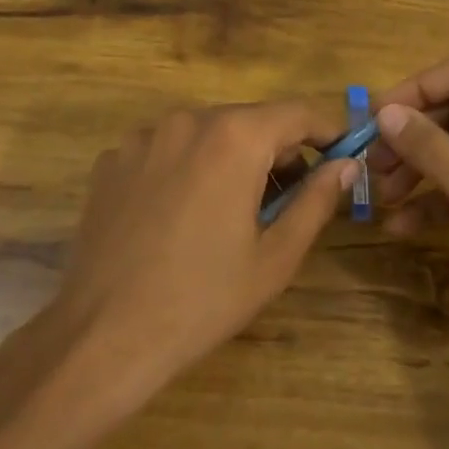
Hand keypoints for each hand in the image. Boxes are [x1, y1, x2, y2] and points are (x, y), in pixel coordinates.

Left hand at [55, 101, 358, 394]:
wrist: (103, 336)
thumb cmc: (203, 299)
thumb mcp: (276, 256)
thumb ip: (317, 200)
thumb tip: (346, 164)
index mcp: (234, 137)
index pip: (297, 113)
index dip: (326, 132)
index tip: (341, 157)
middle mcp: (186, 121)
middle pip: (250, 121)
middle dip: (278, 152)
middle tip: (288, 201)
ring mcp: (142, 138)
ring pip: (207, 134)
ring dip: (232, 159)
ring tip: (234, 212)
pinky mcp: (111, 161)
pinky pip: (167, 151)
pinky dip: (188, 169)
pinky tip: (181, 217)